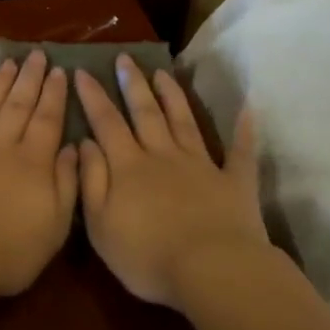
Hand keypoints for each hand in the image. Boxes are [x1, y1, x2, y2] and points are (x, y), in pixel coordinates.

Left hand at [0, 51, 78, 299]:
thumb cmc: (9, 250)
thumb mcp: (55, 226)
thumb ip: (67, 184)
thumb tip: (73, 149)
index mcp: (33, 162)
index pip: (48, 120)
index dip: (55, 95)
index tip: (60, 71)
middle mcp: (1, 145)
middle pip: (18, 105)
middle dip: (29, 78)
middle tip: (37, 55)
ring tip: (9, 63)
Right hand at [75, 58, 265, 306]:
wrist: (212, 270)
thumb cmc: (147, 255)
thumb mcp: (101, 224)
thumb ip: (91, 181)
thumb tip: (84, 143)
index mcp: (128, 166)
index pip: (106, 123)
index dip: (93, 97)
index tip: (82, 71)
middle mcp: (163, 155)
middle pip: (145, 113)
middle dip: (132, 84)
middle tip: (124, 58)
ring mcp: (201, 165)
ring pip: (183, 121)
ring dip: (172, 95)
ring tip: (162, 72)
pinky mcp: (234, 182)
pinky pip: (240, 151)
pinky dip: (243, 129)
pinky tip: (247, 109)